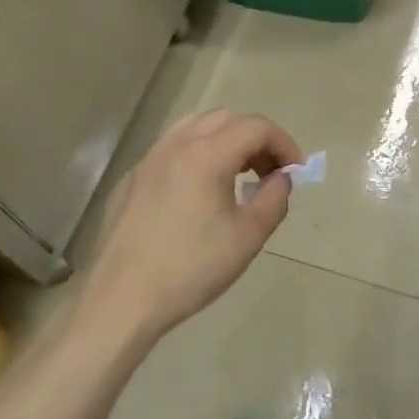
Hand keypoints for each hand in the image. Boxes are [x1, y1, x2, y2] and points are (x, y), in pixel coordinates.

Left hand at [79, 109, 303, 344]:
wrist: (122, 298)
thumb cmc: (191, 268)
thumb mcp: (247, 237)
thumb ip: (273, 198)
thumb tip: (282, 177)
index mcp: (206, 154)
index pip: (256, 127)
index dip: (283, 143)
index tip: (296, 172)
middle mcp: (176, 145)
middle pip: (226, 119)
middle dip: (255, 139)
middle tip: (269, 174)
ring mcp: (149, 159)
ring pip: (195, 127)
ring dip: (224, 141)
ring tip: (237, 176)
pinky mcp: (132, 179)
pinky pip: (171, 149)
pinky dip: (196, 155)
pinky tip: (198, 194)